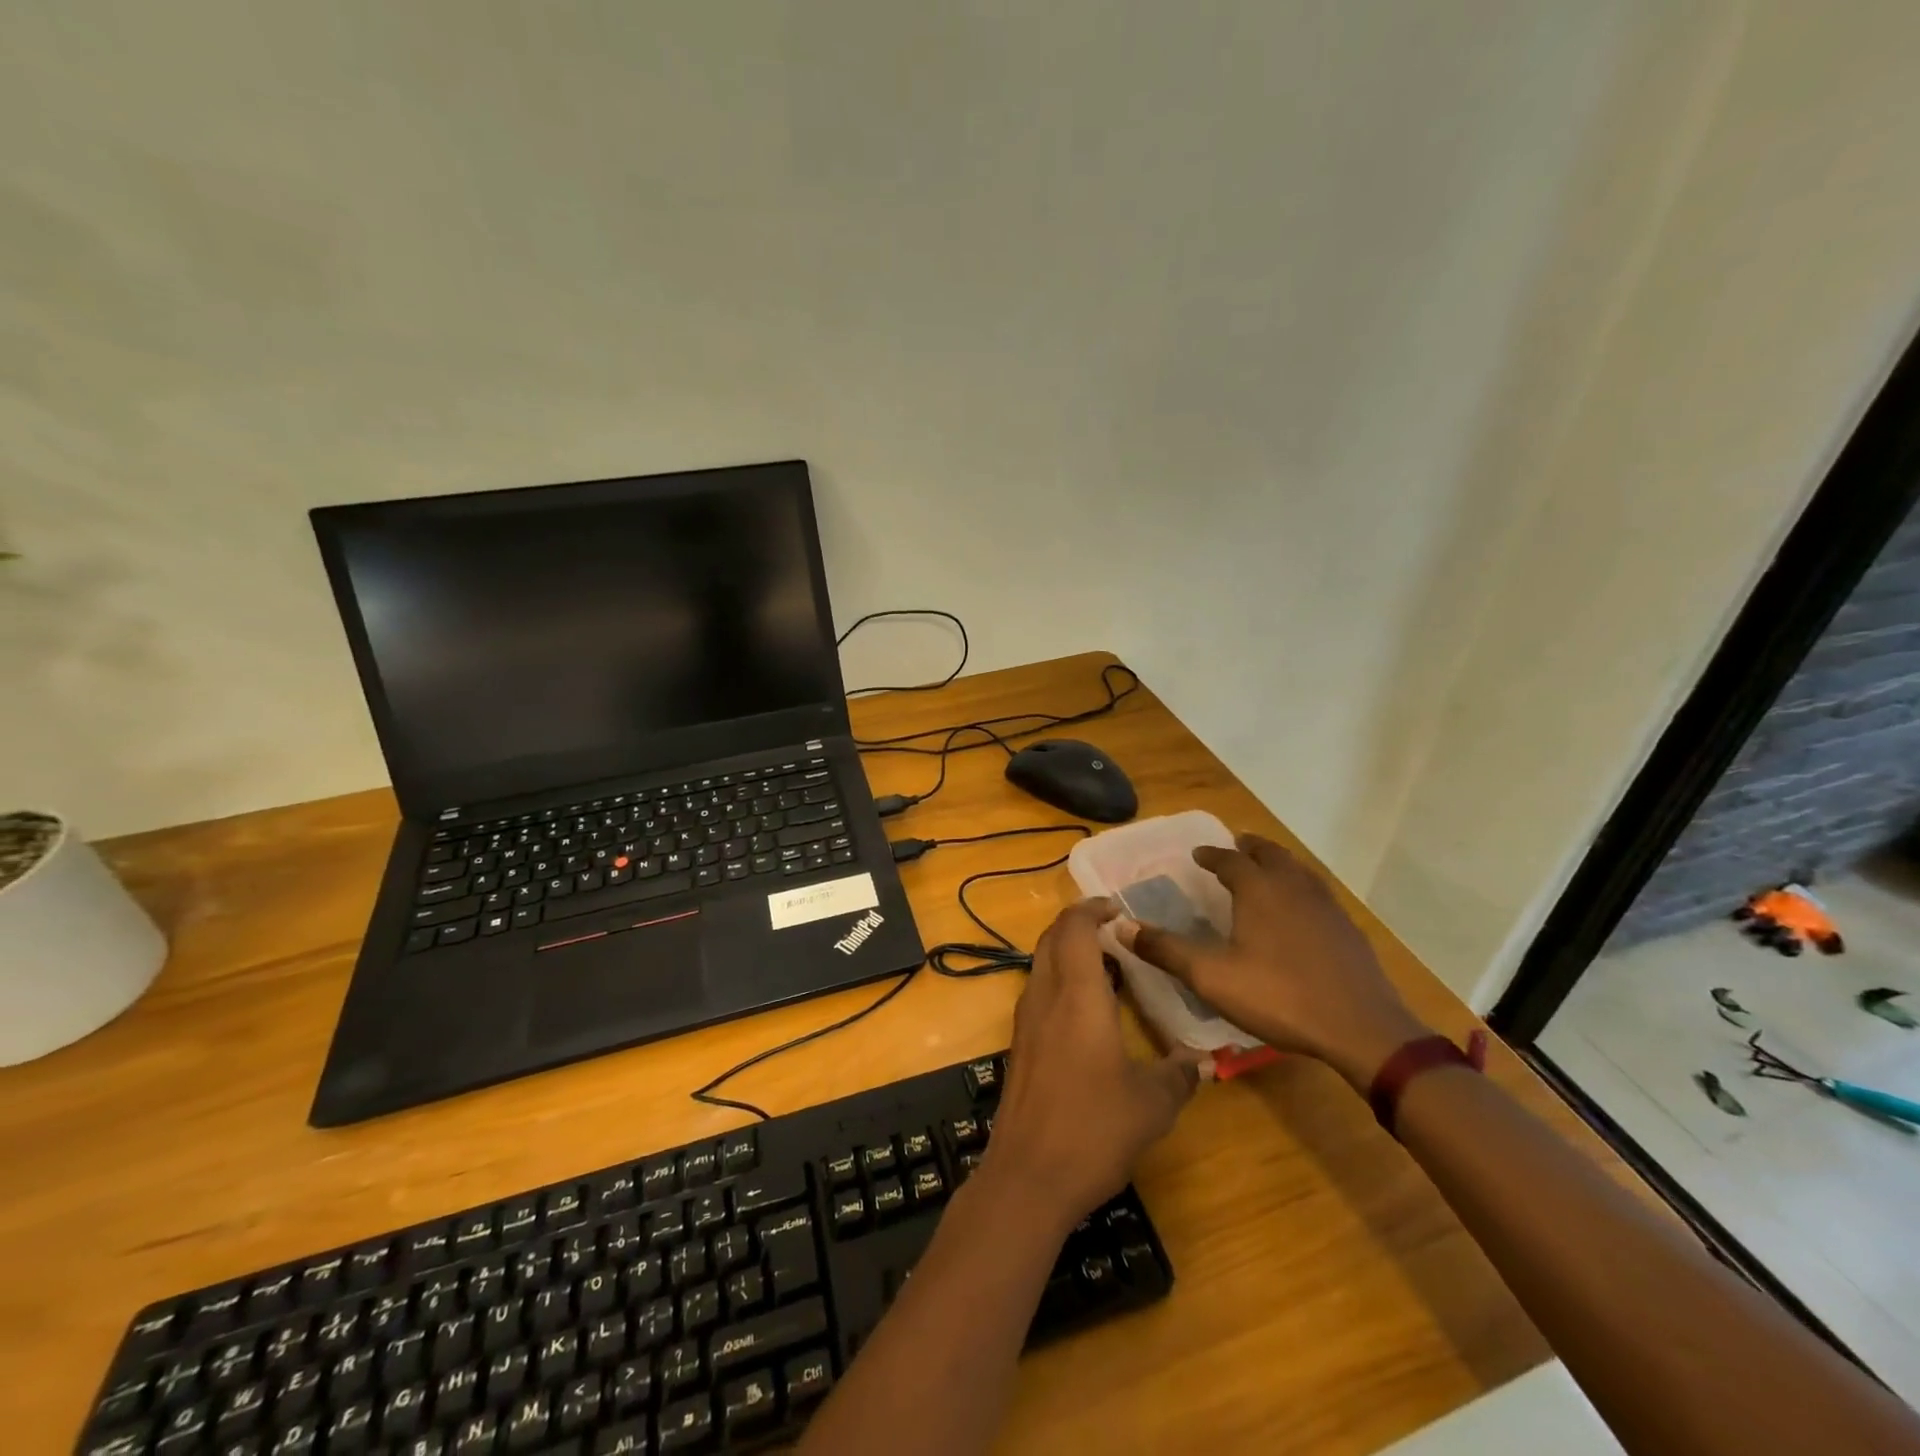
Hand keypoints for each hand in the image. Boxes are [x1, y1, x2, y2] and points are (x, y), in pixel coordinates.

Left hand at [981, 900, 1200, 1232]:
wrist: (1028, 1177)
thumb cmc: (1093, 1129)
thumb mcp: (1152, 1104)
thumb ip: (1180, 1075)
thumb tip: (1204, 1060)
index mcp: (1077, 995)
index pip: (1074, 927)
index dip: (1092, 908)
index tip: (1119, 909)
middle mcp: (1045, 996)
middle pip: (1052, 938)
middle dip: (1080, 925)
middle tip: (1117, 933)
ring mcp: (1026, 1021)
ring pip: (1042, 964)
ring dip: (1069, 953)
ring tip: (1110, 969)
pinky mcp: (1020, 1045)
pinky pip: (1038, 992)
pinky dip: (1061, 982)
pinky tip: (1090, 1014)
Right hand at [1117, 834, 1429, 1089]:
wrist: (1361, 1027)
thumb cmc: (1279, 996)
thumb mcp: (1211, 977)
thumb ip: (1165, 950)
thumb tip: (1120, 926)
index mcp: (1258, 890)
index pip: (1230, 860)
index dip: (1211, 855)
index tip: (1198, 854)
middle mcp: (1292, 886)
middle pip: (1269, 854)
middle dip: (1248, 848)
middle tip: (1235, 847)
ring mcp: (1326, 905)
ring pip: (1297, 869)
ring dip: (1277, 862)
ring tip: (1266, 869)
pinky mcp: (1347, 928)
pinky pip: (1317, 891)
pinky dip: (1300, 886)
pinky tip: (1300, 909)